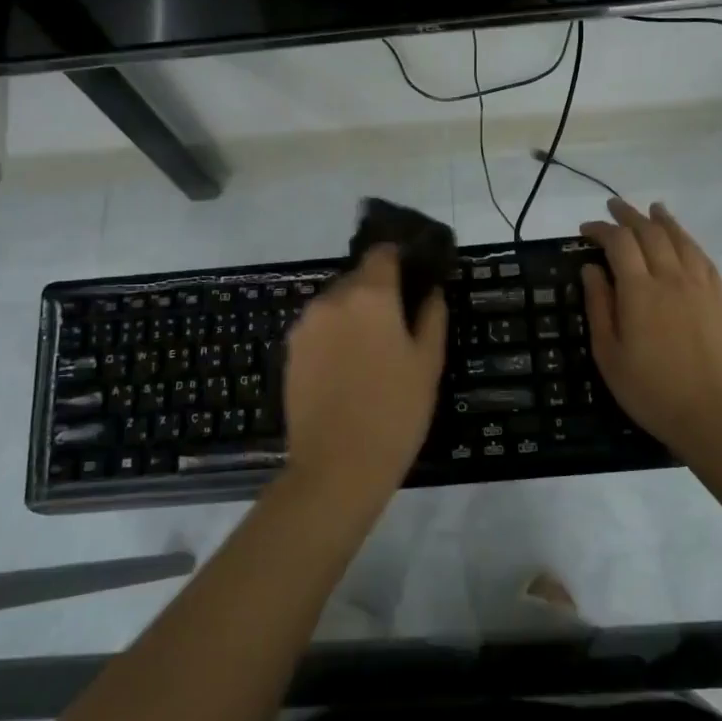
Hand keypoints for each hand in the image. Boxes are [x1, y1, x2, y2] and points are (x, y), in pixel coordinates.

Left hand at [283, 245, 447, 503]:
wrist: (337, 467)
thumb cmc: (395, 412)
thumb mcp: (428, 364)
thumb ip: (432, 316)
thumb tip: (430, 290)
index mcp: (369, 296)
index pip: (382, 253)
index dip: (399, 259)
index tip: (413, 276)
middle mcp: (331, 299)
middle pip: (357, 278)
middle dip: (377, 292)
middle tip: (398, 325)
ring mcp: (305, 325)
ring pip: (335, 304)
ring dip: (353, 315)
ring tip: (372, 353)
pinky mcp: (290, 351)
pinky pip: (318, 329)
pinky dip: (334, 336)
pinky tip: (347, 370)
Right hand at [579, 198, 721, 453]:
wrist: (709, 414)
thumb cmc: (648, 389)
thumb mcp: (608, 353)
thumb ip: (599, 306)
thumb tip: (591, 269)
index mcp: (639, 291)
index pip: (619, 243)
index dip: (601, 230)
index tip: (585, 230)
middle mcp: (671, 278)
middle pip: (650, 232)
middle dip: (629, 216)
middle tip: (613, 207)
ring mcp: (700, 286)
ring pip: (681, 239)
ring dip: (662, 220)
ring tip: (651, 209)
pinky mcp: (719, 299)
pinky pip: (703, 258)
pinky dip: (689, 241)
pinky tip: (683, 241)